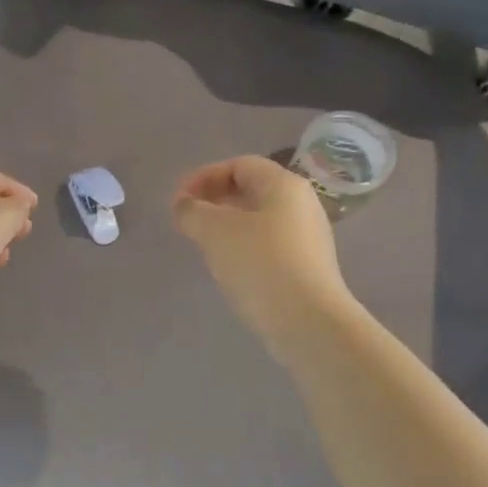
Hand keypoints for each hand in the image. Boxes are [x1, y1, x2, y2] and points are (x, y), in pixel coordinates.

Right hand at [172, 155, 355, 350]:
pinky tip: (229, 267)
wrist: (309, 322)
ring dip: (227, 225)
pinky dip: (243, 246)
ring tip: (203, 245)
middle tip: (187, 221)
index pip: (239, 165)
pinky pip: (269, 244)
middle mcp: (302, 203)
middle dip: (214, 200)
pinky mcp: (308, 266)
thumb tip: (184, 206)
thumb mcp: (214, 231)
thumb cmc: (260, 264)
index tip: (178, 200)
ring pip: (259, 219)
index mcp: (283, 184)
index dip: (203, 177)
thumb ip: (192, 211)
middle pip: (251, 189)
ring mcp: (308, 236)